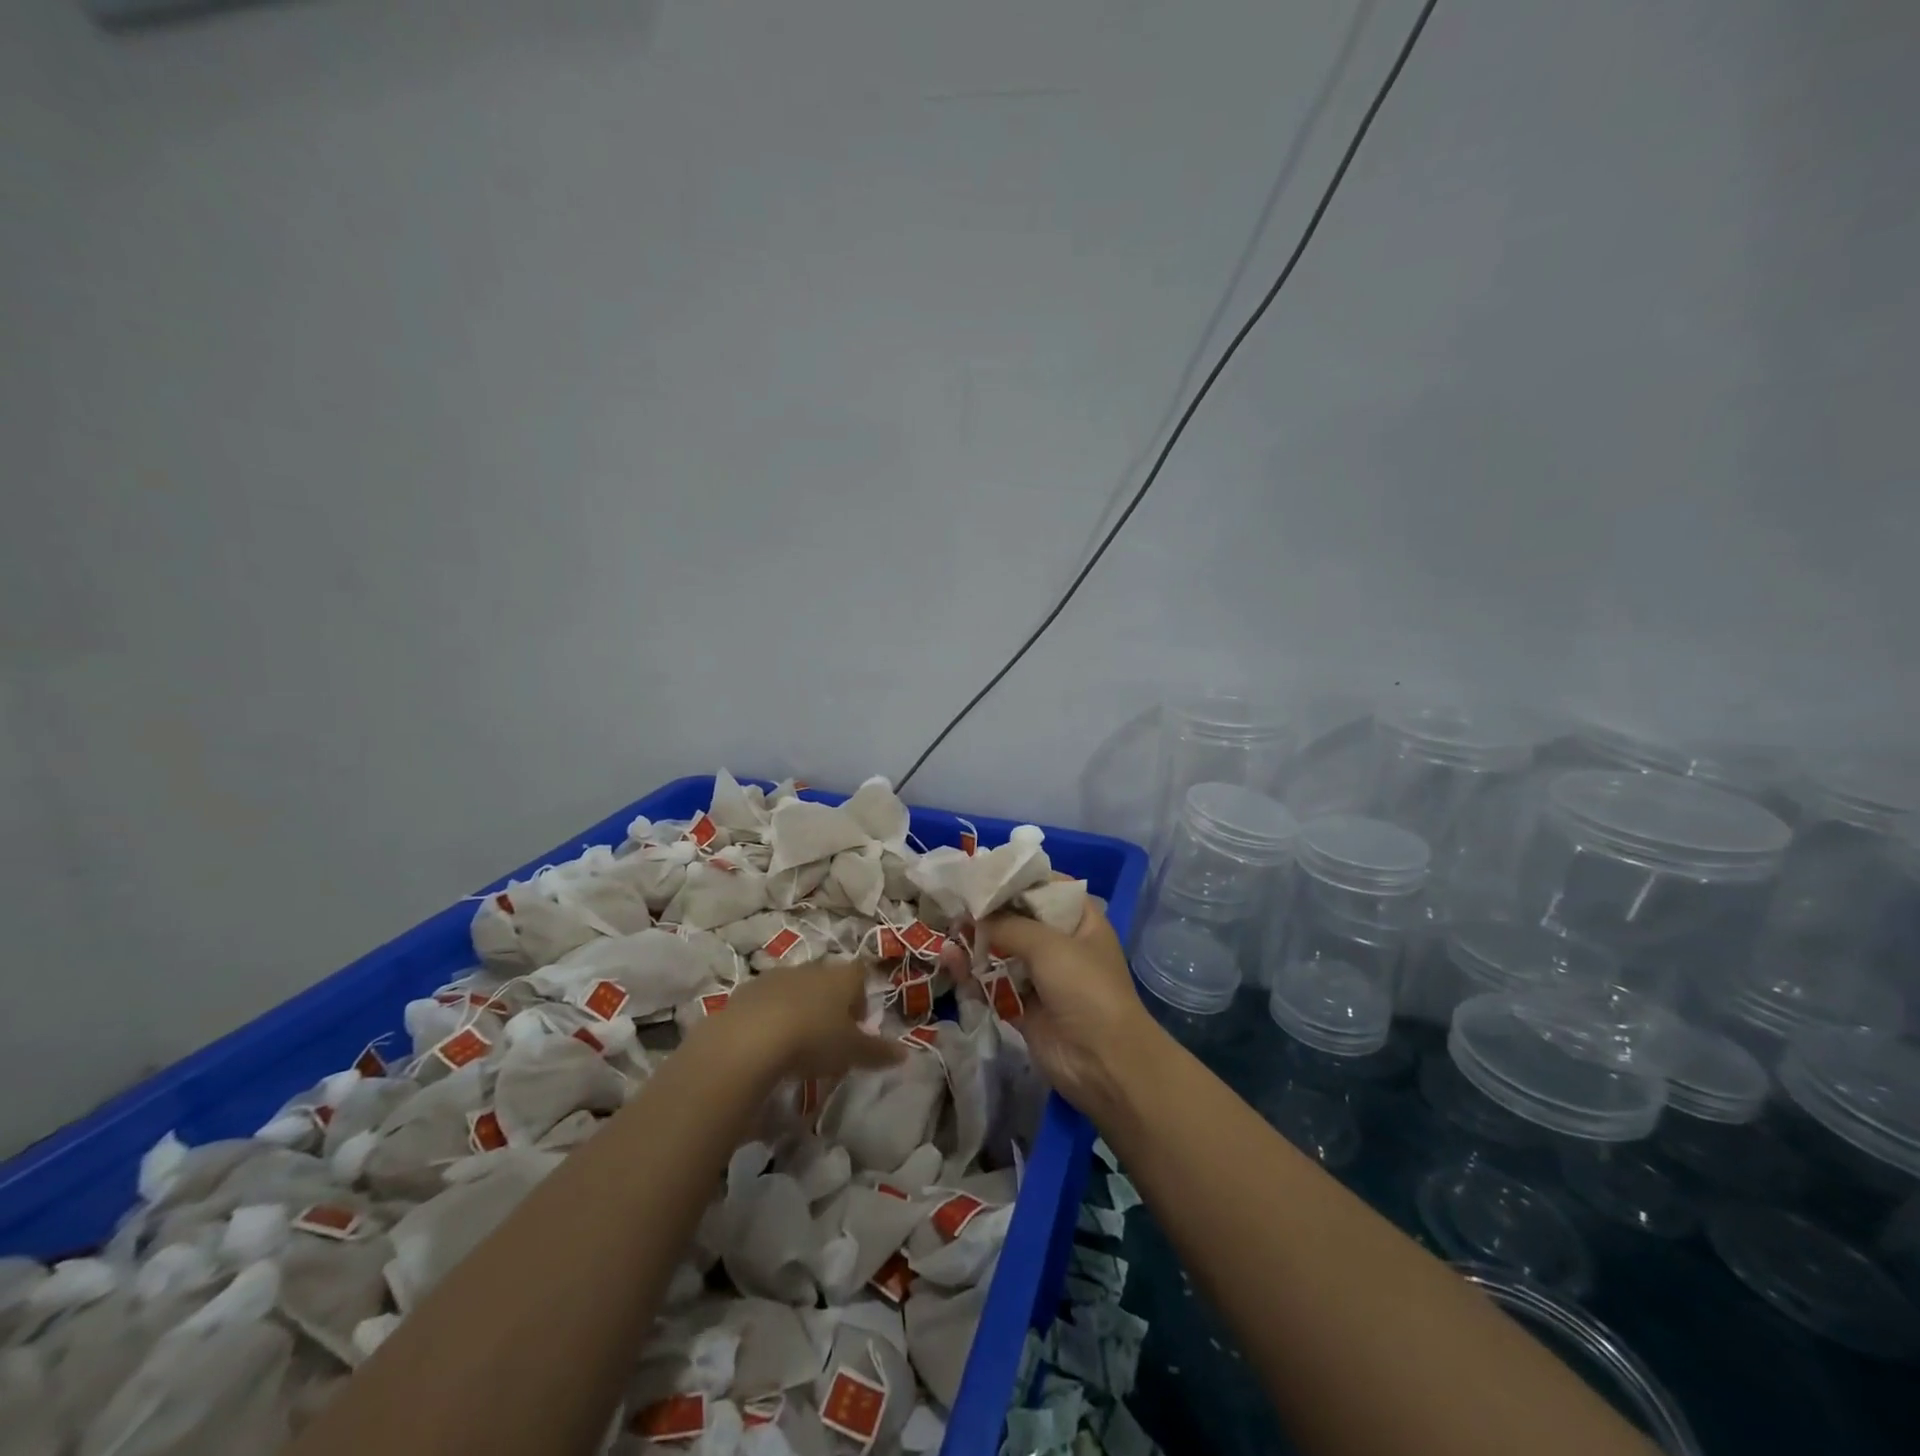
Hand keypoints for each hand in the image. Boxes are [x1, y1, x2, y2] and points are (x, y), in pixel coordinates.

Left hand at [701, 958, 904, 1081]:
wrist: (748, 1039)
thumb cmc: (813, 1039)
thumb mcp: (851, 1052)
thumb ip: (878, 1052)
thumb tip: (905, 1054)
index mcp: (841, 977)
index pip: (860, 973)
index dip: (861, 996)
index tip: (858, 1024)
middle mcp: (811, 969)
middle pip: (827, 979)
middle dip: (830, 1004)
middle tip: (828, 1037)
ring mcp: (776, 976)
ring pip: (795, 988)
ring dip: (799, 1008)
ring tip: (796, 1044)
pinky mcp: (746, 991)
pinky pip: (766, 1000)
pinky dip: (770, 1016)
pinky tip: (767, 1044)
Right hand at [955, 898, 1166, 1124]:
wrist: (1103, 1062)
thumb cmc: (1085, 988)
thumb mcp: (1049, 945)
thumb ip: (1008, 924)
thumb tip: (974, 915)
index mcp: (1080, 921)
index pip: (1046, 888)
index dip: (1016, 879)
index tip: (981, 871)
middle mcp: (1062, 944)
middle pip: (1020, 919)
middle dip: (989, 912)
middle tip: (955, 899)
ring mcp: (1043, 977)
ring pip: (1003, 952)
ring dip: (977, 943)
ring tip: (947, 930)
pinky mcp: (1025, 1007)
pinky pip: (995, 984)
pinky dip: (974, 975)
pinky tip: (951, 962)